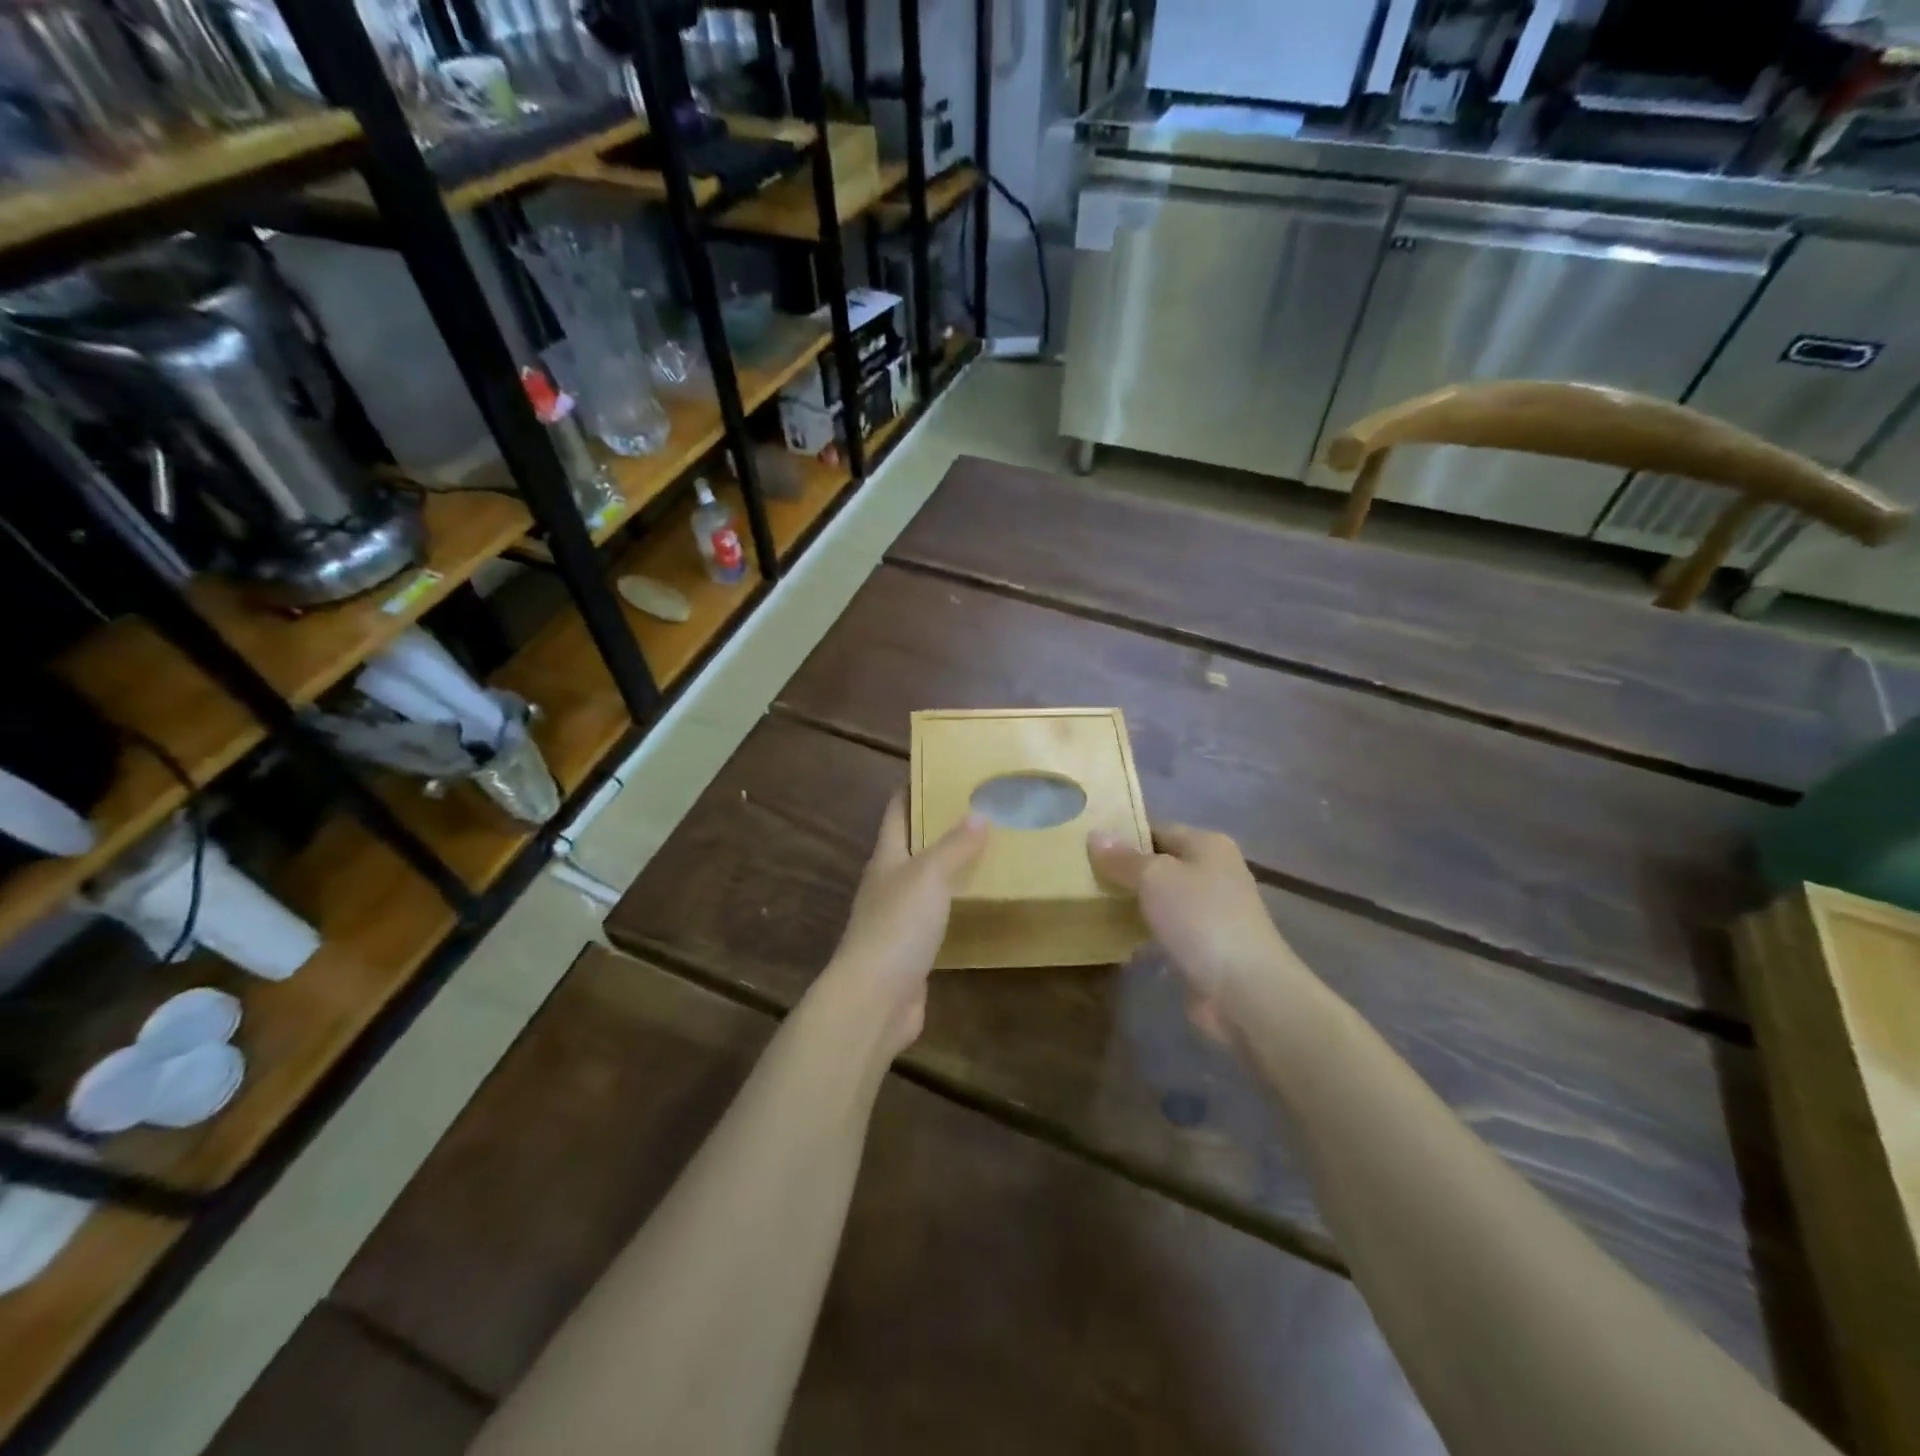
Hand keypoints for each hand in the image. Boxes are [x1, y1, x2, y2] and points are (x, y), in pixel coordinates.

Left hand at [822, 792, 987, 1055]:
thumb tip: (979, 812)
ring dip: (952, 867)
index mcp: (886, 858)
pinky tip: (981, 903)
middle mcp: (888, 883)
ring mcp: (898, 919)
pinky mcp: (912, 950)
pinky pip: (938, 917)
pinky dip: (957, 905)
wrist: (874, 1000)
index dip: (914, 788)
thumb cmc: (897, 926)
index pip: (897, 812)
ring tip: (991, 850)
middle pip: (913, 845)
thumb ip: (954, 846)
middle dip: (942, 826)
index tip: (942, 770)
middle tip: (984, 809)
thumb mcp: (928, 876)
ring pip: (927, 882)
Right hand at [1087, 822, 1300, 1033]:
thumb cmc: (1200, 918)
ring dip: (1135, 903)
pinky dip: (1146, 931)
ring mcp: (1213, 911)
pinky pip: (1168, 929)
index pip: (1158, 829)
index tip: (1087, 846)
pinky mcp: (1207, 946)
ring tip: (1092, 903)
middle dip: (1126, 871)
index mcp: (1208, 845)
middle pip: (1162, 864)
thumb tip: (1095, 834)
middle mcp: (1215, 872)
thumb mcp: (1154, 878)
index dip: (1124, 836)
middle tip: (1084, 875)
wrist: (1244, 989)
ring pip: (1164, 898)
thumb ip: (1123, 858)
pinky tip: (1118, 937)